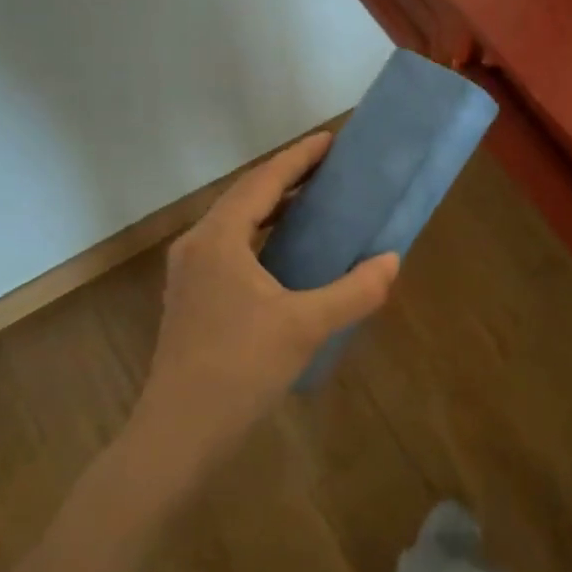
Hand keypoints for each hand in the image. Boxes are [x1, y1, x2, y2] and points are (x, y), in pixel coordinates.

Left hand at [135, 132, 398, 467]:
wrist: (180, 432)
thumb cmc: (240, 368)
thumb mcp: (306, 326)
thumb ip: (354, 291)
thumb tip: (390, 261)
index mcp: (219, 239)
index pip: (263, 182)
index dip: (298, 157)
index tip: (331, 140)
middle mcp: (198, 246)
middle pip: (246, 196)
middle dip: (287, 178)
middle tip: (329, 169)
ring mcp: (190, 274)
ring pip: (235, 223)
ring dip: (272, 207)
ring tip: (313, 202)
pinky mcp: (192, 298)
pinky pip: (231, 248)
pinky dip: (261, 236)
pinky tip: (286, 253)